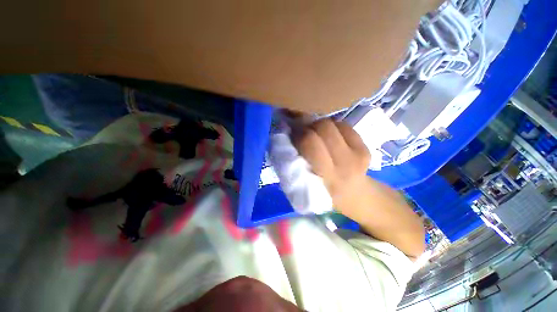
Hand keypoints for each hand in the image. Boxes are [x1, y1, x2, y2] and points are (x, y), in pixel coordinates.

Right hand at [294, 119, 369, 212]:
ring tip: (313, 134)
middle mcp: (345, 165)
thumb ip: (295, 163)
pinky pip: (343, 126)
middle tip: (301, 131)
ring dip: (318, 125)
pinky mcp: (366, 148)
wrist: (354, 197)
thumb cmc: (323, 194)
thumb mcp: (305, 186)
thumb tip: (288, 136)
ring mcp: (359, 155)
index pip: (310, 142)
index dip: (298, 133)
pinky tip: (327, 136)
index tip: (291, 134)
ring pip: (332, 124)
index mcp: (327, 178)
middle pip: (323, 128)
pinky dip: (331, 127)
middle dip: (308, 125)